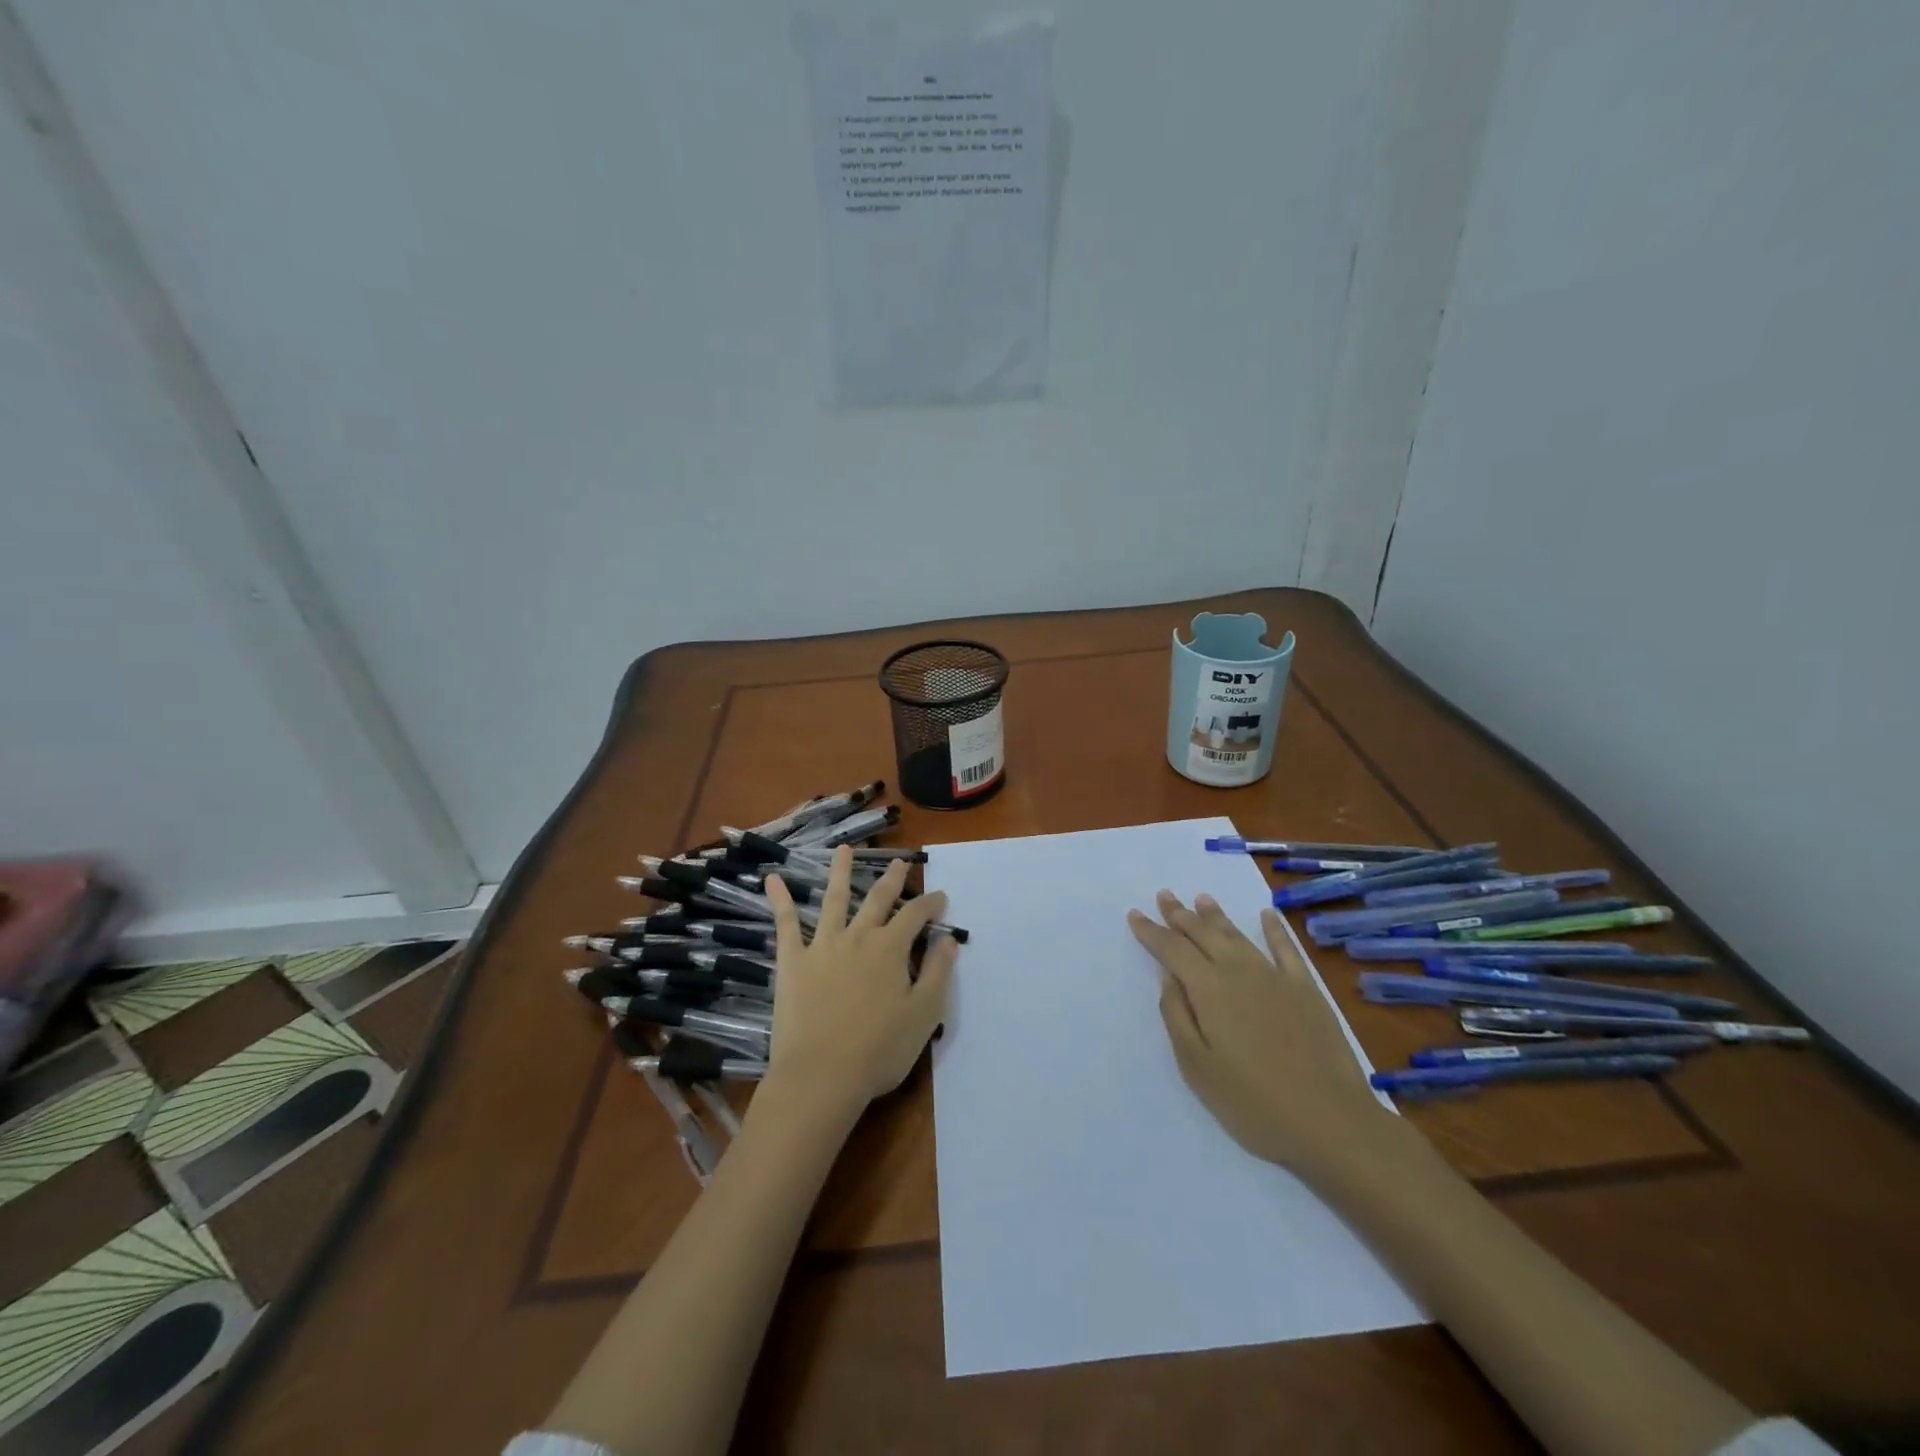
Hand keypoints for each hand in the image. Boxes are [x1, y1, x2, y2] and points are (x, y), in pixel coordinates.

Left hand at [761, 846, 956, 1122]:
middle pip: (878, 899)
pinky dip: (779, 900)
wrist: (821, 1075)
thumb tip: (949, 939)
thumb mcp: (924, 1014)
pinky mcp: (793, 961)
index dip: (931, 904)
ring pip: (833, 899)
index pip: (916, 915)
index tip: (941, 896)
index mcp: (891, 948)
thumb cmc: (879, 1050)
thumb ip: (937, 972)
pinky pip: (785, 924)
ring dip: (840, 872)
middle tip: (900, 863)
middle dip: (892, 879)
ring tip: (844, 850)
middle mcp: (858, 936)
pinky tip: (772, 880)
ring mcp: (822, 945)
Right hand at [1128, 892, 1405, 1181]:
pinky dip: (1275, 928)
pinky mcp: (1306, 989)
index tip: (1135, 914)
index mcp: (1207, 989)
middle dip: (1180, 914)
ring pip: (1238, 935)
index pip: (1171, 949)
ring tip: (1201, 898)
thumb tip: (1168, 977)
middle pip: (1203, 933)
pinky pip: (1286, 948)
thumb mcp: (1197, 1066)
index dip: (1151, 931)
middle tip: (1164, 895)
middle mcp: (1238, 971)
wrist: (1331, 1122)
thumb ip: (1177, 1016)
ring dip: (1216, 915)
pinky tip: (1268, 915)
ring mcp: (1275, 977)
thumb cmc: (1253, 1103)